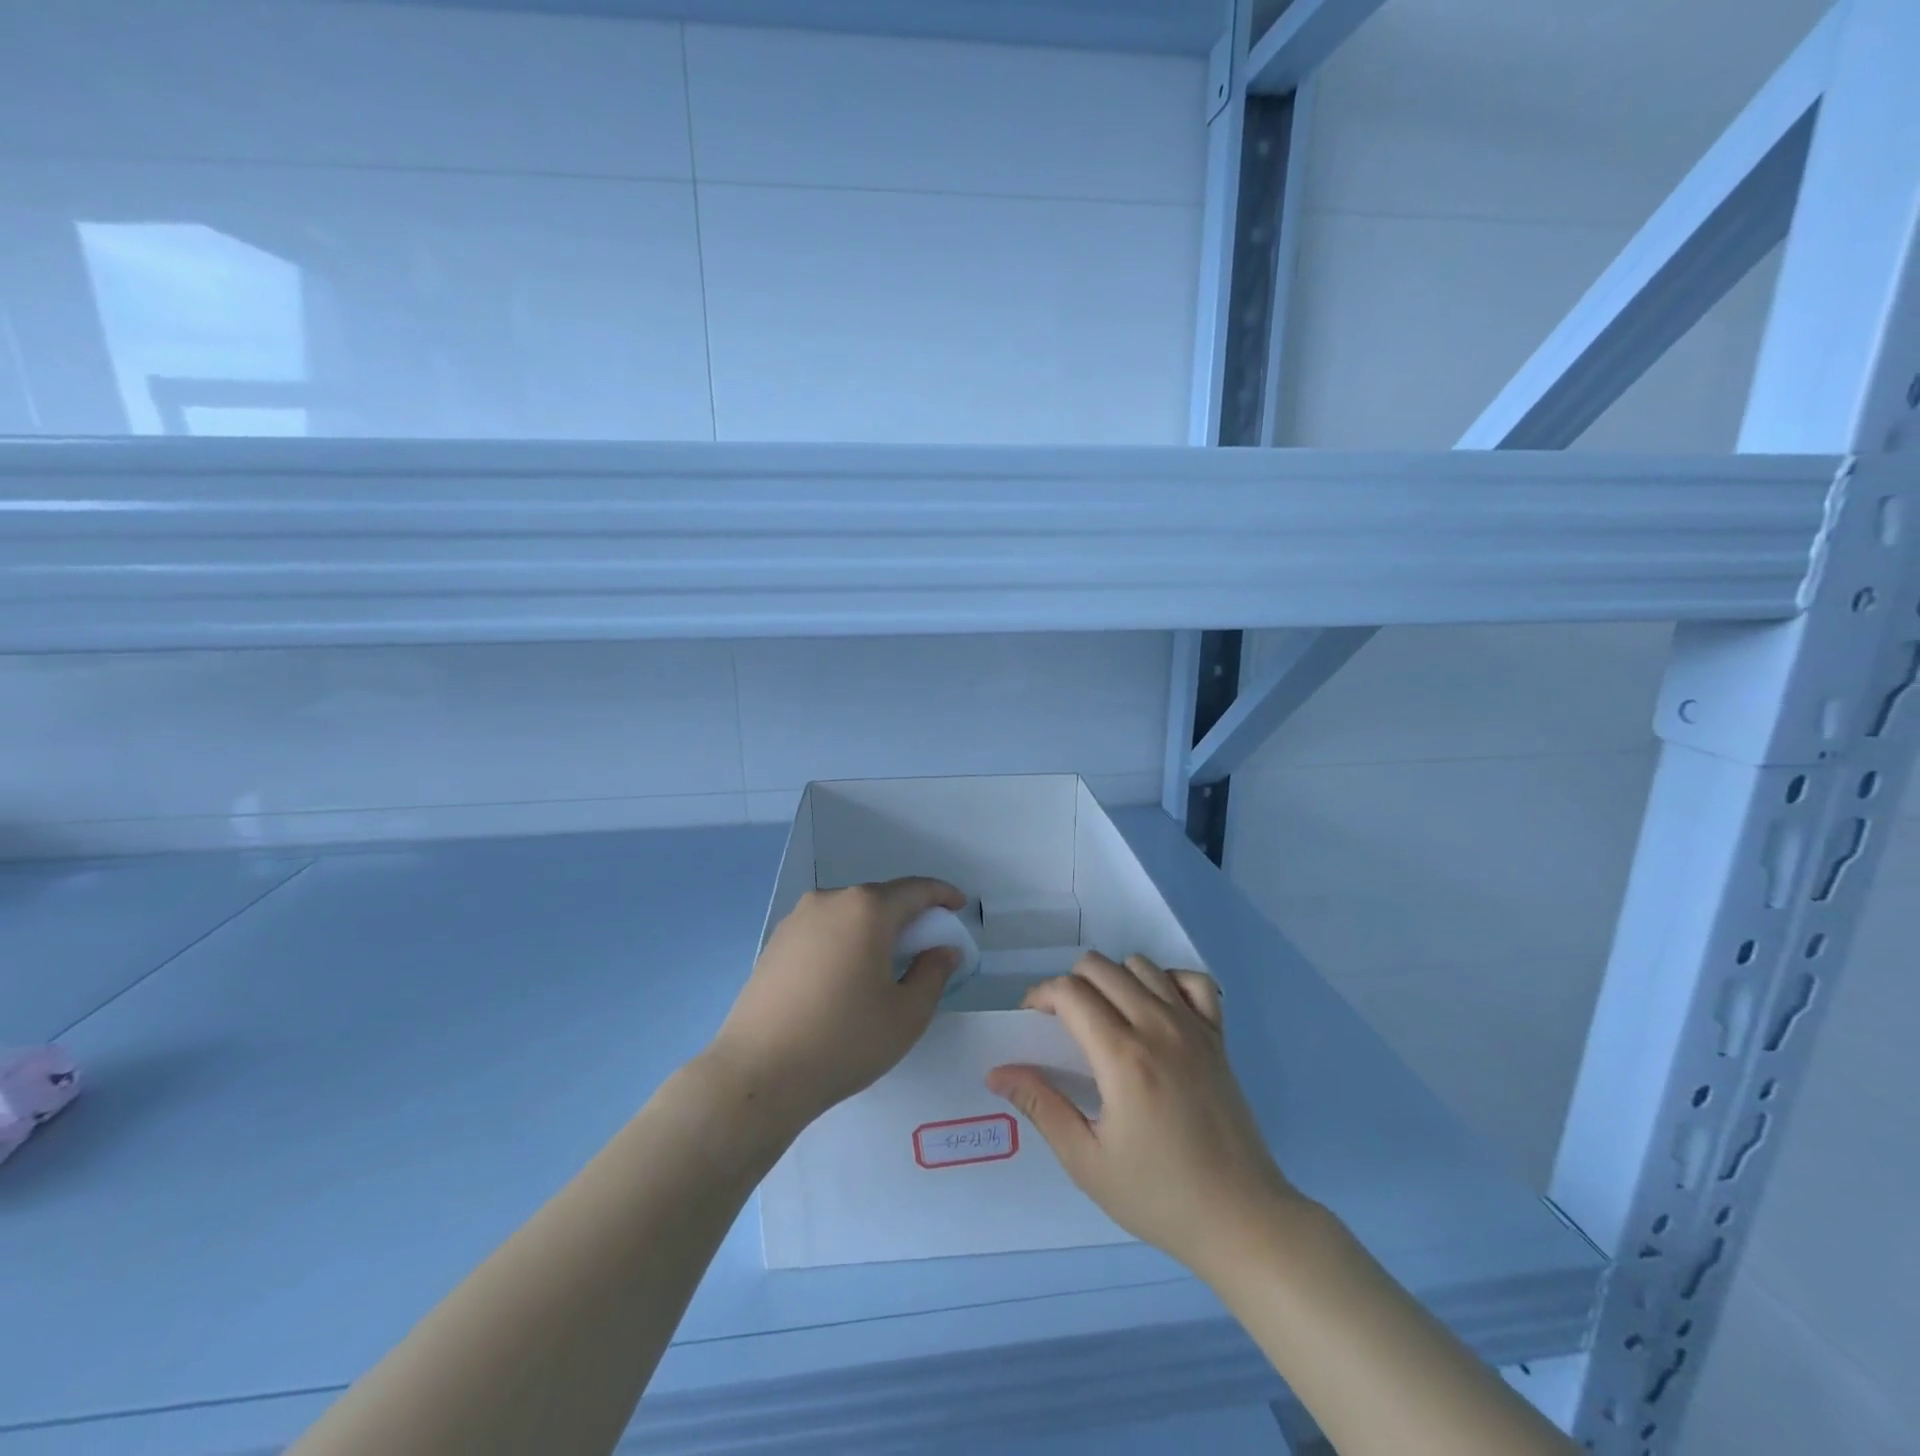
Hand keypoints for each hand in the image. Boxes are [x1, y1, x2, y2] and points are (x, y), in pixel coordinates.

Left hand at [706, 878, 967, 1135]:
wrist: (759, 1073)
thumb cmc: (844, 1040)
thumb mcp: (907, 1014)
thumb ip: (933, 973)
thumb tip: (943, 949)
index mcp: (866, 909)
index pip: (915, 890)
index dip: (943, 895)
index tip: (960, 906)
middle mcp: (830, 901)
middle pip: (880, 898)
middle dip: (907, 915)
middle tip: (926, 943)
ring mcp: (797, 920)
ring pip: (849, 913)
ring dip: (874, 928)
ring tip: (886, 961)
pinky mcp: (775, 942)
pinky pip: (823, 930)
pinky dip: (845, 940)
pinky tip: (847, 974)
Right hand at [987, 951, 1297, 1278]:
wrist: (1241, 1219)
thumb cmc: (1158, 1196)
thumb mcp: (1087, 1161)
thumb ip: (1041, 1107)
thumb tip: (997, 1073)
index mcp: (1122, 1056)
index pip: (1070, 992)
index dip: (1040, 996)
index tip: (1032, 1021)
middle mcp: (1157, 1027)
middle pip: (1100, 966)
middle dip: (1070, 983)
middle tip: (1063, 1023)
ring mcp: (1193, 1027)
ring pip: (1141, 965)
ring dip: (1114, 979)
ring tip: (1106, 1018)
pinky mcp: (1218, 1036)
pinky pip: (1193, 981)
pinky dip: (1168, 981)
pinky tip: (1156, 1010)